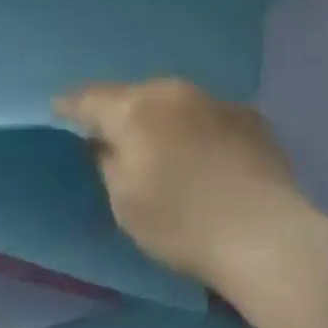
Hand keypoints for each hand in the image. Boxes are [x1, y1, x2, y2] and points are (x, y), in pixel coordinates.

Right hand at [56, 78, 314, 288]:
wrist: (267, 236)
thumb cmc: (182, 223)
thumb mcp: (124, 202)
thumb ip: (107, 161)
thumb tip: (104, 140)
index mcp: (135, 108)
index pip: (89, 97)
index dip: (71, 105)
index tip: (60, 111)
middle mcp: (172, 91)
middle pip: (133, 95)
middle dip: (121, 111)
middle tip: (114, 134)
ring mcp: (214, 99)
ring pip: (173, 101)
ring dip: (162, 117)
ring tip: (163, 144)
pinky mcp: (249, 116)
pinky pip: (209, 115)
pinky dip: (199, 128)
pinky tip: (207, 154)